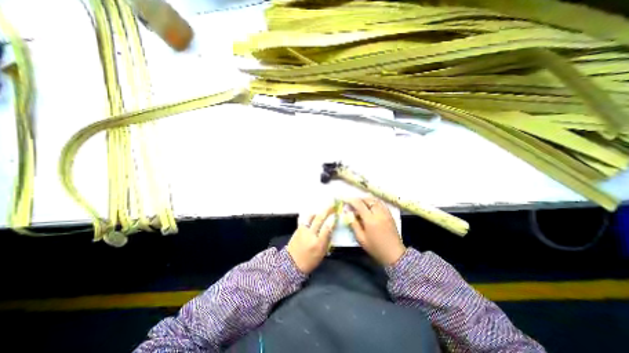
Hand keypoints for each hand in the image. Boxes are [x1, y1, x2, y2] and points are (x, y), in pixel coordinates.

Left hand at [286, 205, 335, 274]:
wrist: (292, 263)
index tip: (336, 215)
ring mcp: (303, 230)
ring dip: (317, 212)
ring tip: (322, 209)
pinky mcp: (297, 229)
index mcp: (318, 243)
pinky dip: (310, 216)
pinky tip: (313, 214)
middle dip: (326, 211)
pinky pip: (304, 219)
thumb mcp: (322, 254)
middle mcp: (310, 235)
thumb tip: (331, 229)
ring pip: (310, 217)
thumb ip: (327, 241)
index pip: (327, 228)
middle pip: (319, 219)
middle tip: (331, 205)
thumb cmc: (310, 261)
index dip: (332, 220)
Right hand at [344, 197, 401, 265]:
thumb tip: (348, 213)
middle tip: (352, 202)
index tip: (345, 199)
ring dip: (367, 199)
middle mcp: (378, 213)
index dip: (351, 200)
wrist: (394, 254)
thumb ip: (354, 224)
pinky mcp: (390, 215)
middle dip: (359, 199)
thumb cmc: (375, 248)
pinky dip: (375, 202)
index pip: (359, 204)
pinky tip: (371, 206)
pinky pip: (381, 204)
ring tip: (361, 203)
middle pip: (368, 200)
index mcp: (370, 219)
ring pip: (375, 200)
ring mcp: (386, 213)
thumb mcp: (361, 238)